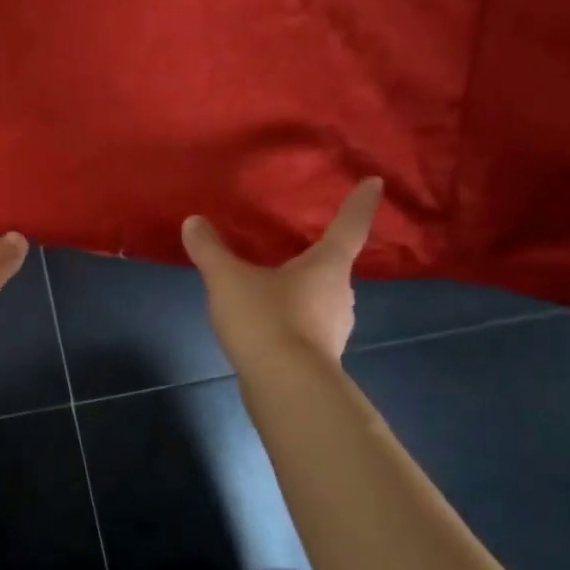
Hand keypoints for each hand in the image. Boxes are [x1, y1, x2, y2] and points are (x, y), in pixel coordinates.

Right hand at [182, 179, 382, 366]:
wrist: (286, 387)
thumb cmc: (266, 320)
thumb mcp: (228, 279)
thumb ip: (210, 250)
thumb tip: (194, 221)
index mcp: (327, 266)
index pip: (349, 226)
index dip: (360, 203)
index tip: (375, 182)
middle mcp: (340, 293)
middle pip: (333, 266)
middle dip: (317, 255)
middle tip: (296, 244)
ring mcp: (334, 328)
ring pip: (320, 298)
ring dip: (302, 290)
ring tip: (271, 286)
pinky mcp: (320, 356)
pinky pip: (308, 325)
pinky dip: (292, 319)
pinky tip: (266, 324)